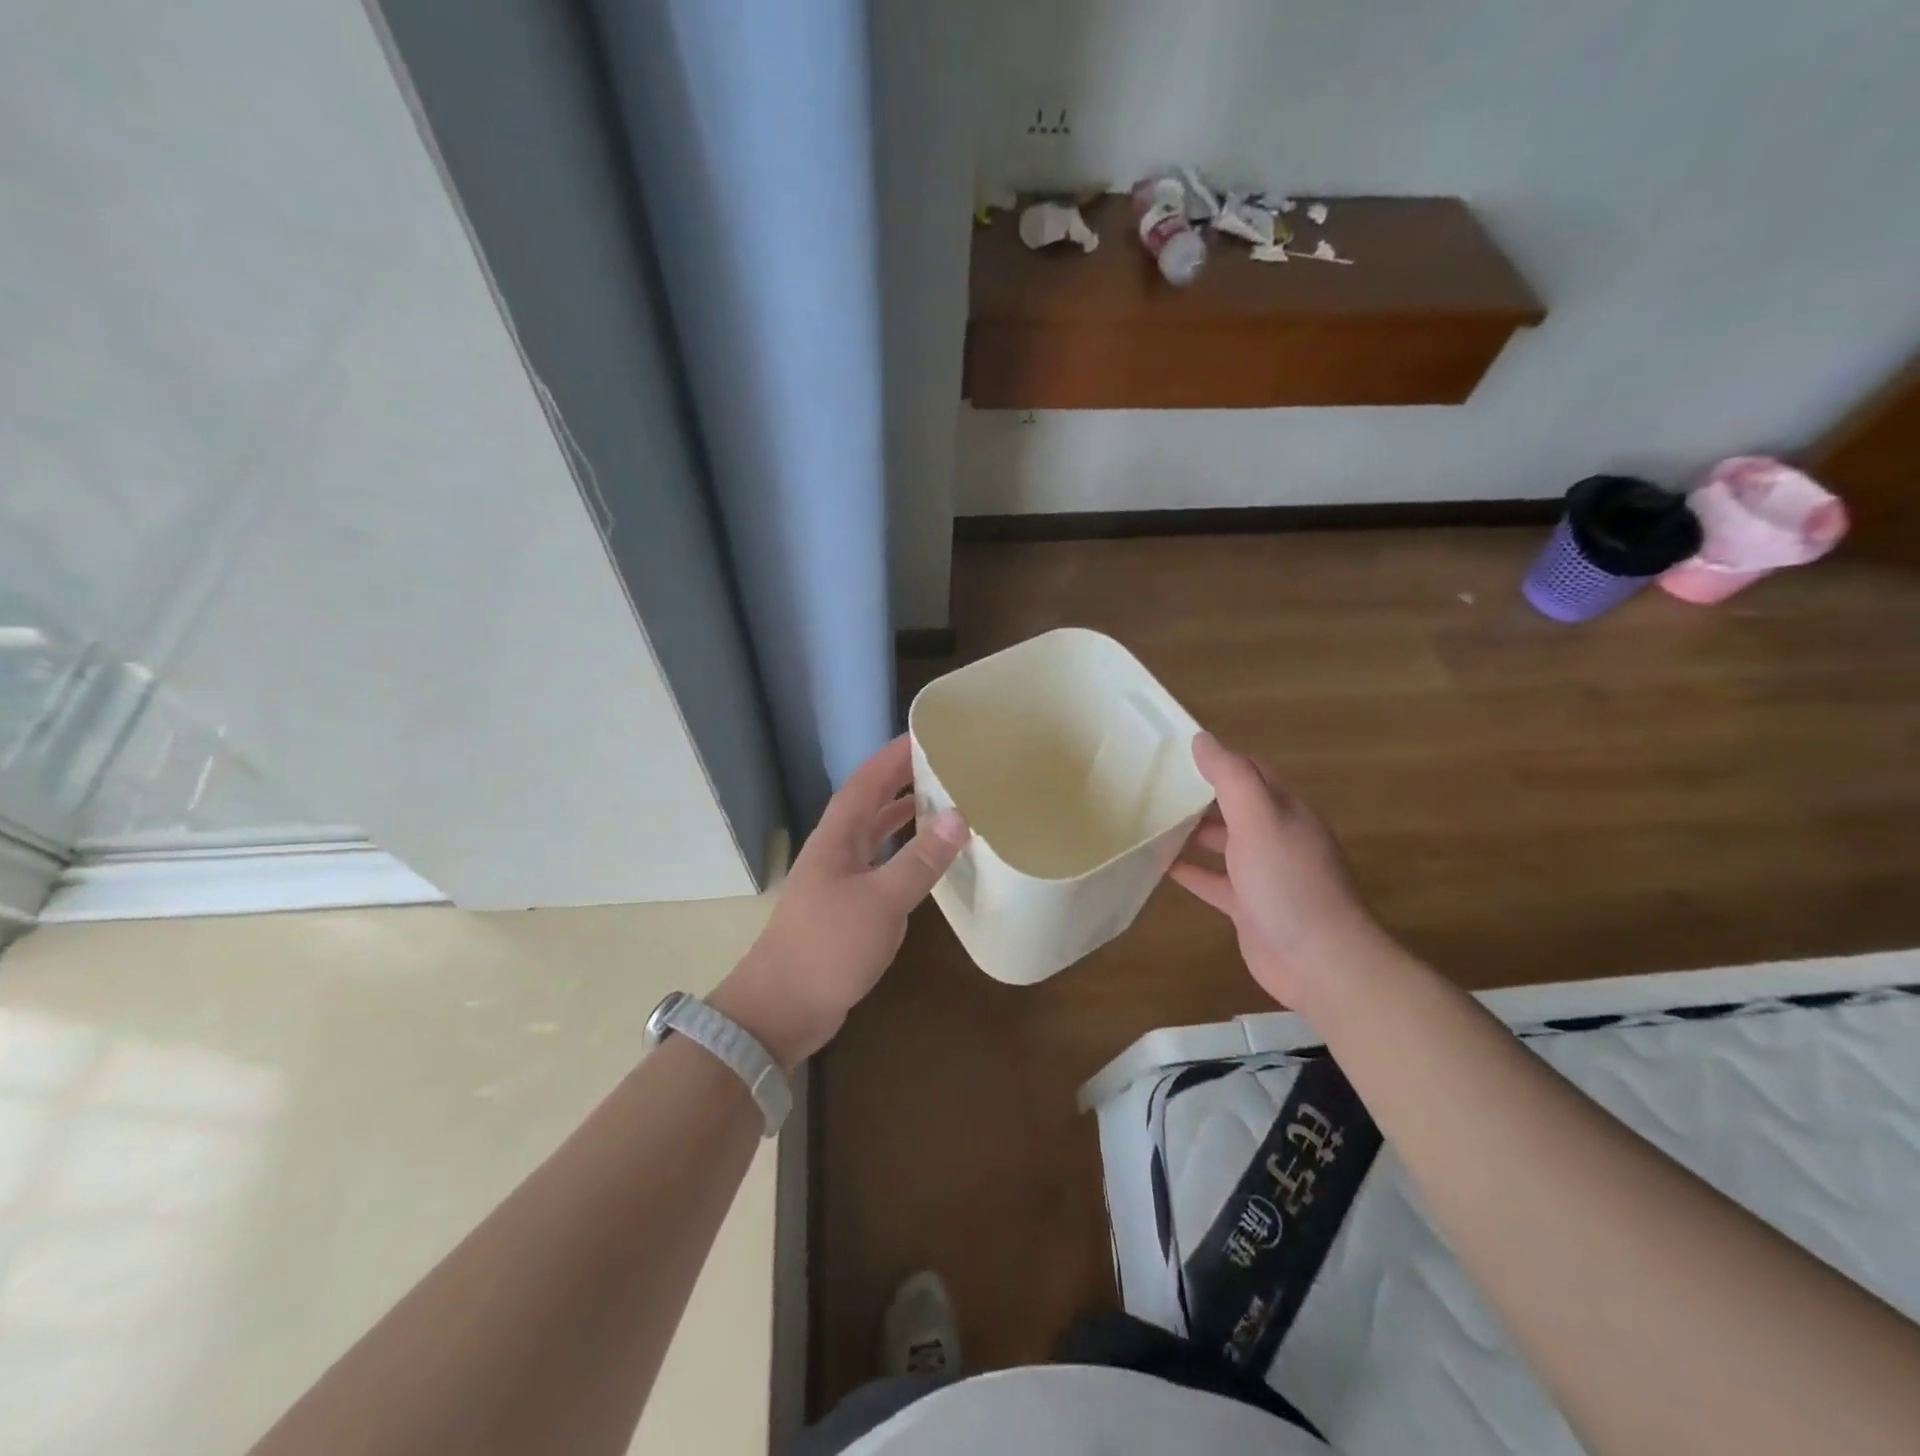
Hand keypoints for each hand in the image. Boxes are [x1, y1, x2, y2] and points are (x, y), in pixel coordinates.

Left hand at [713, 735, 967, 1067]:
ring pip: (875, 834)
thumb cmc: (828, 946)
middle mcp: (836, 850)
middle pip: (870, 802)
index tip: (925, 733)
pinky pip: (881, 866)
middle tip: (943, 763)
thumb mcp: (881, 901)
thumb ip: (920, 860)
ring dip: (903, 816)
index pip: (867, 781)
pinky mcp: (847, 908)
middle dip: (902, 779)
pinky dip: (904, 855)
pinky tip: (926, 861)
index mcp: (837, 837)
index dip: (893, 755)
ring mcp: (840, 880)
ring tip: (942, 802)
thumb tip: (960, 815)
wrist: (782, 1008)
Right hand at [1170, 733, 1380, 1010]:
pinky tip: (1159, 866)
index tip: (1176, 752)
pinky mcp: (1248, 907)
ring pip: (1222, 844)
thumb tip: (1202, 739)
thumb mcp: (1258, 820)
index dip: (1218, 759)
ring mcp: (1263, 874)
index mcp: (1284, 811)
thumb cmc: (1288, 882)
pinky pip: (1214, 881)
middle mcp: (1276, 837)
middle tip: (1153, 786)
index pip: (1250, 772)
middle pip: (1234, 807)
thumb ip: (1232, 778)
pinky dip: (1190, 871)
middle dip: (1199, 795)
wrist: (1320, 962)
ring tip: (1150, 821)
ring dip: (1191, 832)